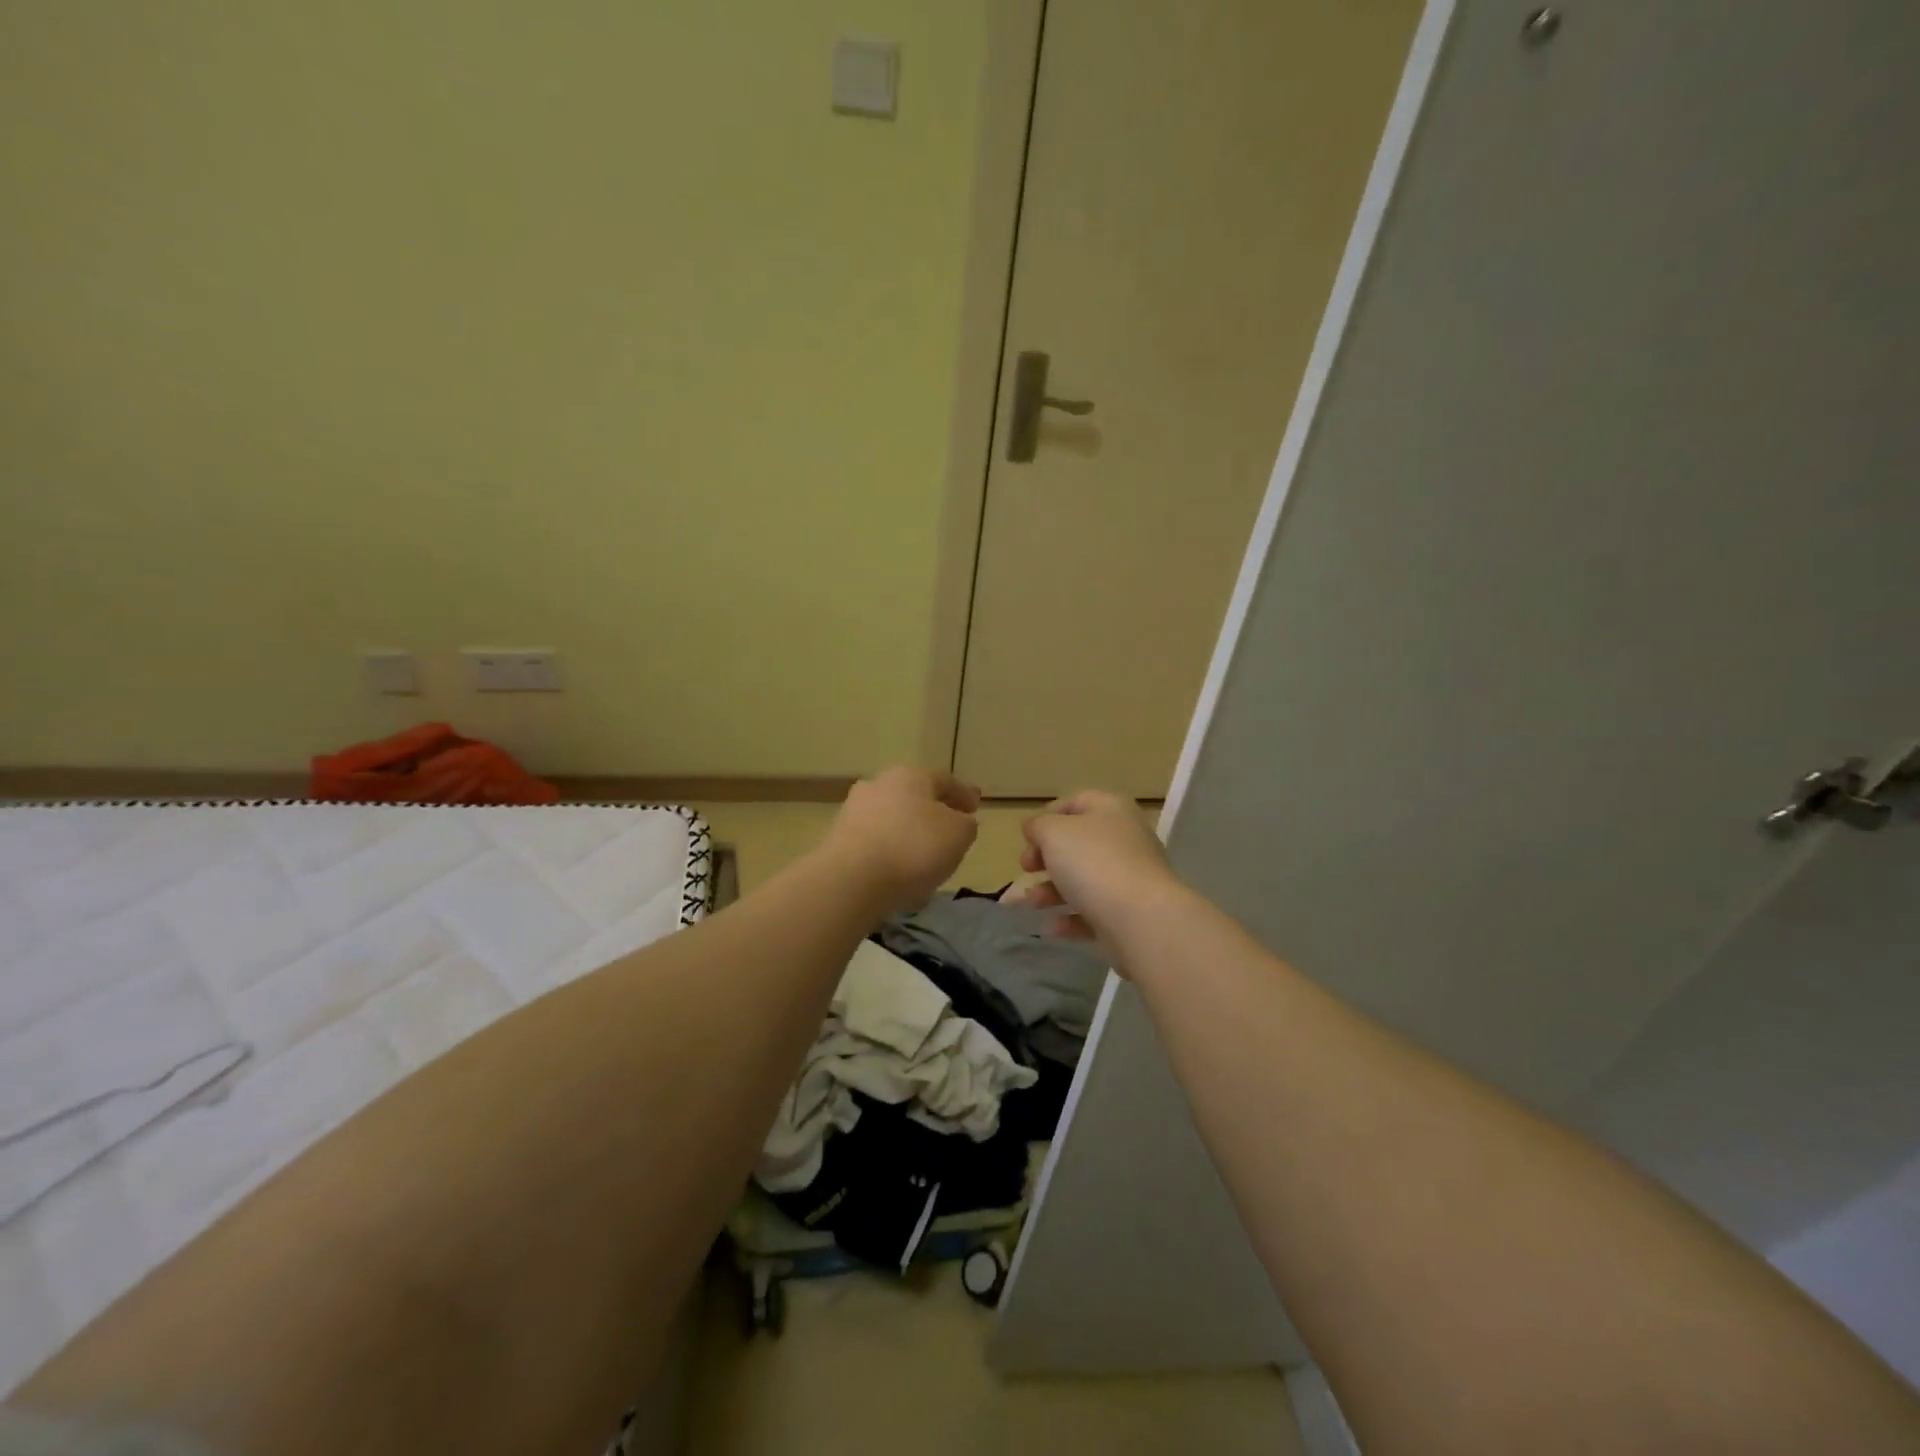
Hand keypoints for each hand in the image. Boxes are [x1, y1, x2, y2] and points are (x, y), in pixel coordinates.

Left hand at [822, 767, 980, 915]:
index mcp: (910, 776)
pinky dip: (889, 850)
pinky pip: (874, 841)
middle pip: (913, 795)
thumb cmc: (913, 848)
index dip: (963, 793)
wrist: (851, 880)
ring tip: (923, 855)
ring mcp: (854, 810)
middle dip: (932, 810)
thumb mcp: (959, 835)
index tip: (975, 807)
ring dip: (907, 831)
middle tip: (948, 829)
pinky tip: (898, 870)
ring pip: (891, 817)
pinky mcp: (837, 839)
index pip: (944, 780)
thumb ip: (966, 824)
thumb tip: (959, 822)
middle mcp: (879, 784)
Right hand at [1020, 791, 1184, 944]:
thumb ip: (1038, 826)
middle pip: (1078, 843)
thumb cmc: (1094, 863)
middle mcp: (1125, 839)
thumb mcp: (1054, 833)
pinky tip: (1052, 927)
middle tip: (1026, 868)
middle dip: (1046, 857)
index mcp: (1111, 810)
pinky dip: (1071, 918)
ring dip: (1052, 890)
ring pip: (1084, 879)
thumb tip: (1035, 829)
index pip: (1076, 801)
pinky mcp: (1129, 913)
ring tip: (1033, 903)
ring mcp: (1130, 878)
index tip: (1027, 837)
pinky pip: (1094, 911)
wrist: (1142, 919)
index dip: (1048, 815)